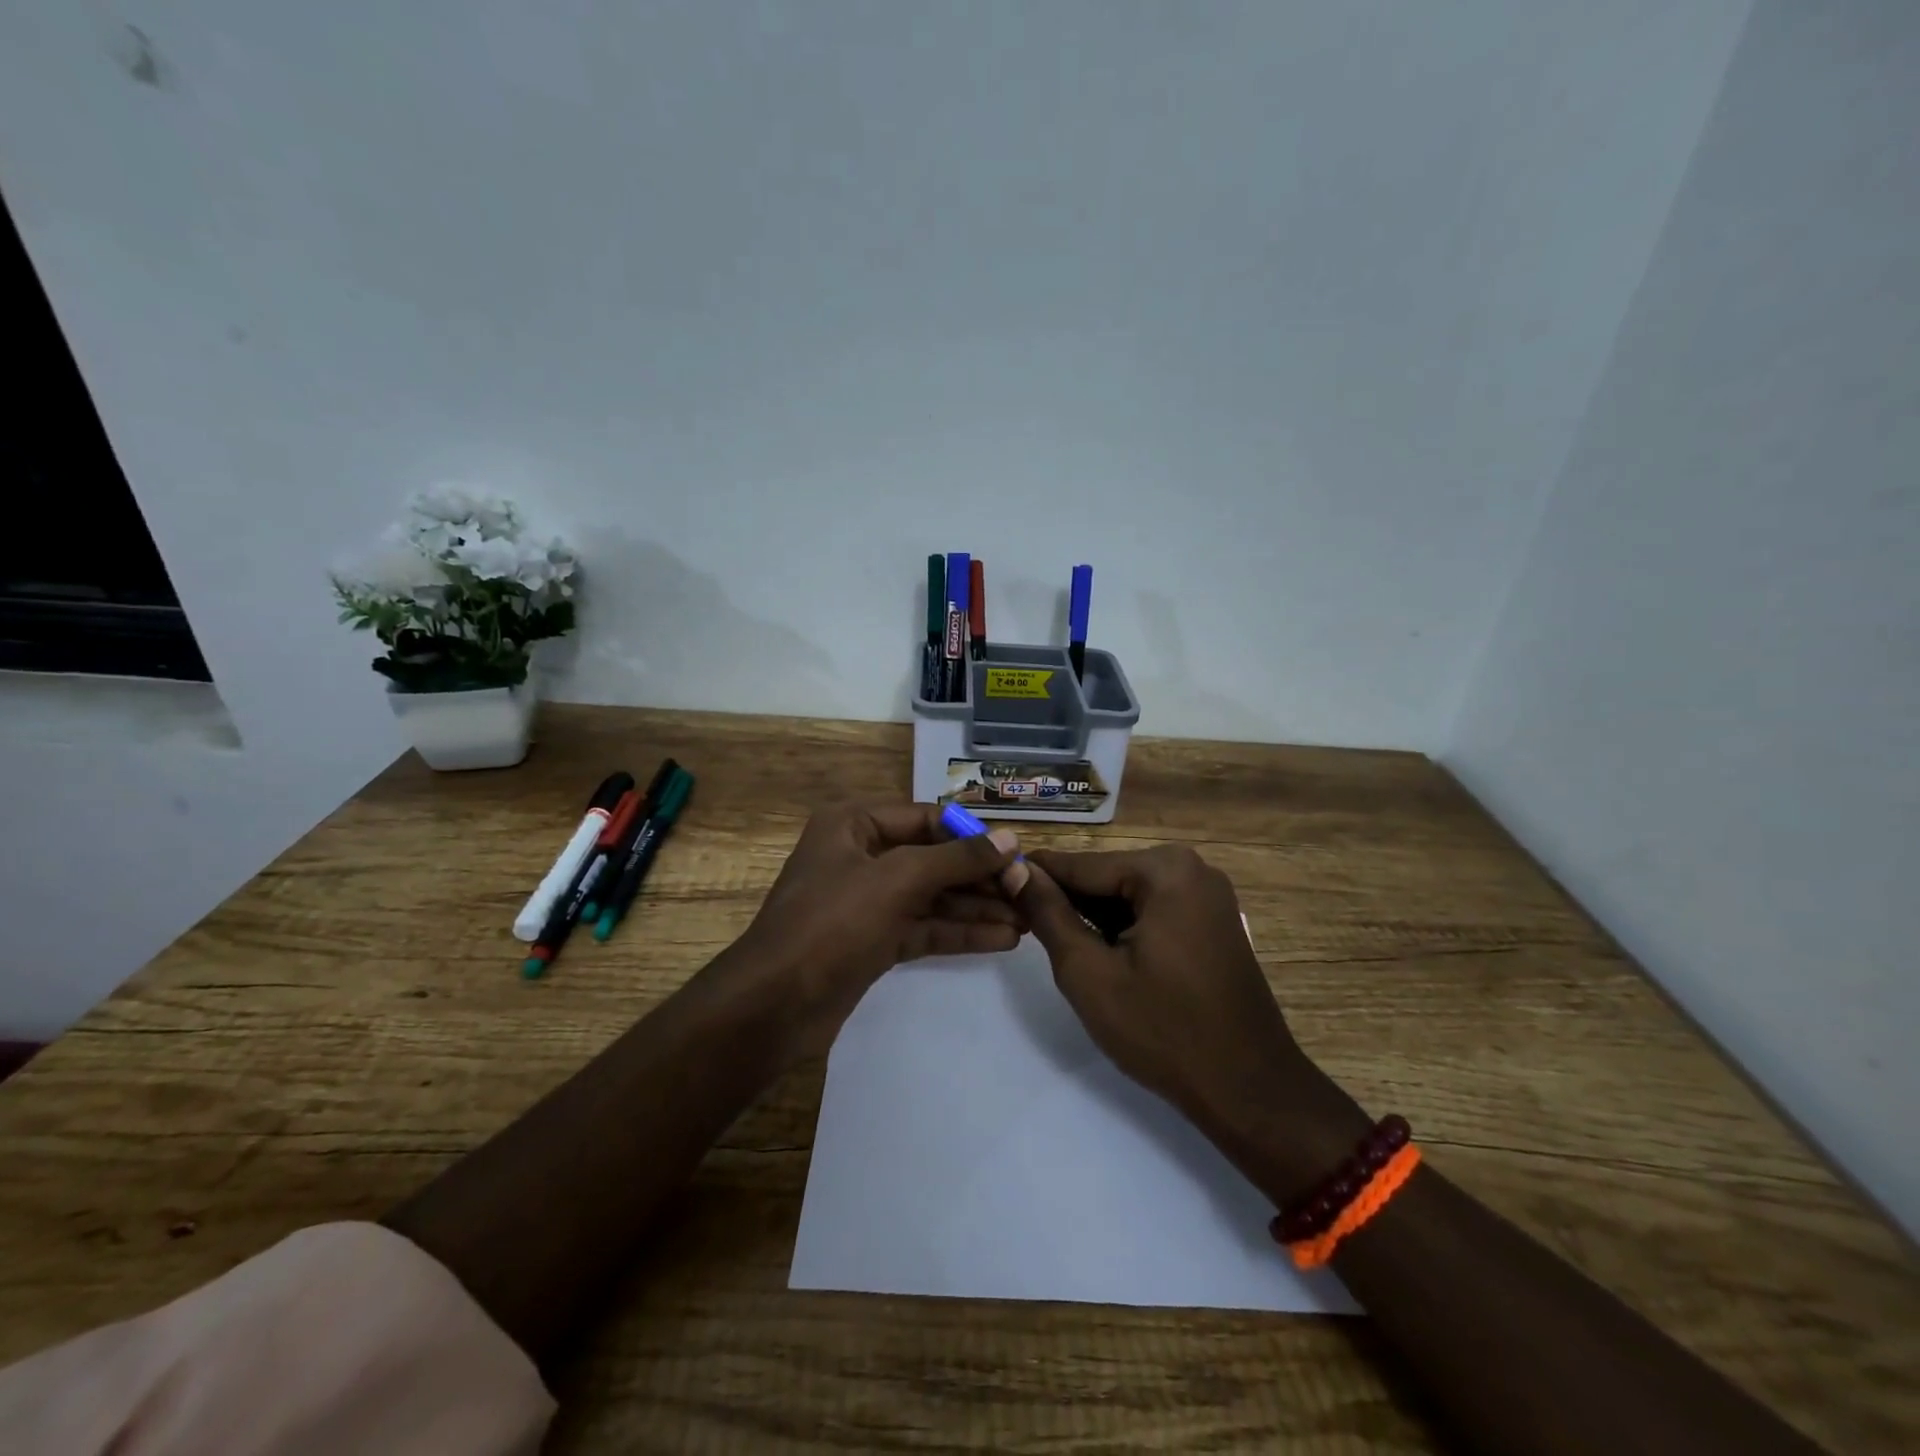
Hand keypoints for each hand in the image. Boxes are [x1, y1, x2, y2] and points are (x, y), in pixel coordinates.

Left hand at [730, 803, 1028, 1058]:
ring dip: (977, 907)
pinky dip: (960, 932)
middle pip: (933, 859)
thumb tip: (1009, 840)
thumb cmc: (832, 922)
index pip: (926, 818)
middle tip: (1029, 892)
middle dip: (980, 877)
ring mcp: (868, 901)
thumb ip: (956, 860)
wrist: (774, 1005)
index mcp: (854, 824)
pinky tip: (1004, 939)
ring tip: (1028, 919)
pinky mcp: (874, 941)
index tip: (1016, 853)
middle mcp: (861, 856)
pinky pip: (925, 928)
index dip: (971, 835)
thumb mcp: (898, 880)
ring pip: (933, 897)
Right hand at [1019, 845, 1368, 1200]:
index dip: (1034, 879)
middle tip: (1025, 932)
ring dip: (1094, 919)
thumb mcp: (1089, 972)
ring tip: (1059, 948)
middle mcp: (1191, 867)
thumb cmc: (1164, 1031)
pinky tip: (1103, 957)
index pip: (1080, 865)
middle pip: (1105, 877)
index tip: (993, 885)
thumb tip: (1015, 870)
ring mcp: (1207, 893)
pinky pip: (1153, 911)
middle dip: (1067, 903)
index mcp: (1164, 869)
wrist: (1250, 1090)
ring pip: (1127, 895)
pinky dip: (1124, 929)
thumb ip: (1048, 914)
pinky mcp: (1213, 919)